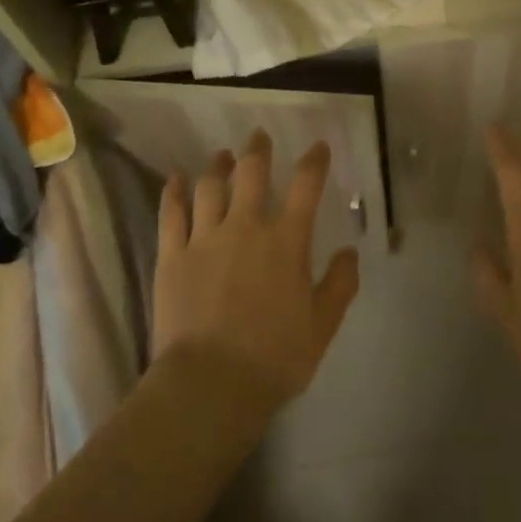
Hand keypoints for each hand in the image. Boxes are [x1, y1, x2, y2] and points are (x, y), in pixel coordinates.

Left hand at [152, 130, 360, 410]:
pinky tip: (175, 179)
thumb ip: (339, 285)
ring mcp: (204, 238)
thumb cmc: (273, 357)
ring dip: (218, 166)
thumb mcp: (322, 326)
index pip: (305, 186)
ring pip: (210, 187)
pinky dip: (174, 192)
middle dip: (258, 150)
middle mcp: (245, 227)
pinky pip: (171, 214)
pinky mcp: (172, 256)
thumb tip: (349, 252)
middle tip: (259, 136)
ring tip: (222, 156)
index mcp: (286, 241)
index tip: (317, 147)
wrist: (210, 385)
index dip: (314, 161)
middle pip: (251, 173)